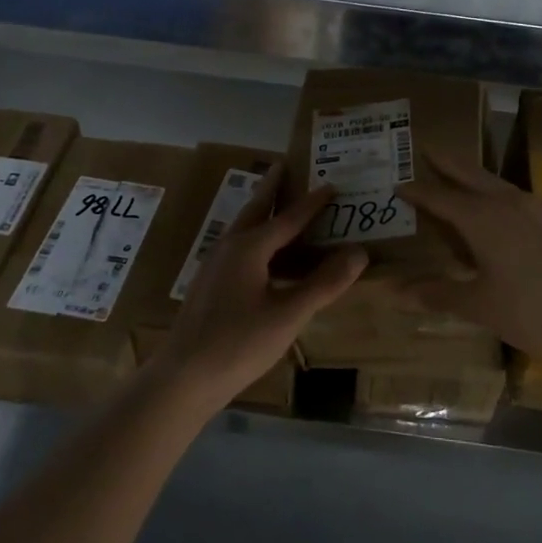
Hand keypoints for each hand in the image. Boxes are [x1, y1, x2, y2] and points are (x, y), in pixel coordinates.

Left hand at [153, 171, 365, 410]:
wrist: (182, 378)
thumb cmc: (238, 343)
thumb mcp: (288, 315)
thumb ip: (324, 283)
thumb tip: (359, 252)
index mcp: (249, 248)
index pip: (288, 217)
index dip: (312, 203)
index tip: (331, 184)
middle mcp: (229, 247)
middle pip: (256, 209)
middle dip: (272, 187)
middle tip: (285, 164)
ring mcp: (215, 265)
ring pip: (244, 228)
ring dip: (264, 212)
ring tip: (281, 204)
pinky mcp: (210, 284)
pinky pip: (240, 248)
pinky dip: (258, 239)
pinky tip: (267, 257)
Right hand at [396, 152, 541, 353]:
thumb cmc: (531, 307)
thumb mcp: (479, 305)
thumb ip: (438, 295)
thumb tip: (394, 292)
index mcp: (480, 218)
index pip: (439, 198)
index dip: (417, 191)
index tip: (399, 184)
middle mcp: (508, 202)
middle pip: (470, 175)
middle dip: (447, 163)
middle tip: (430, 148)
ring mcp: (541, 207)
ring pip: (501, 184)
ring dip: (479, 178)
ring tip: (469, 180)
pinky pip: (527, 201)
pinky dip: (508, 199)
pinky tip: (515, 214)